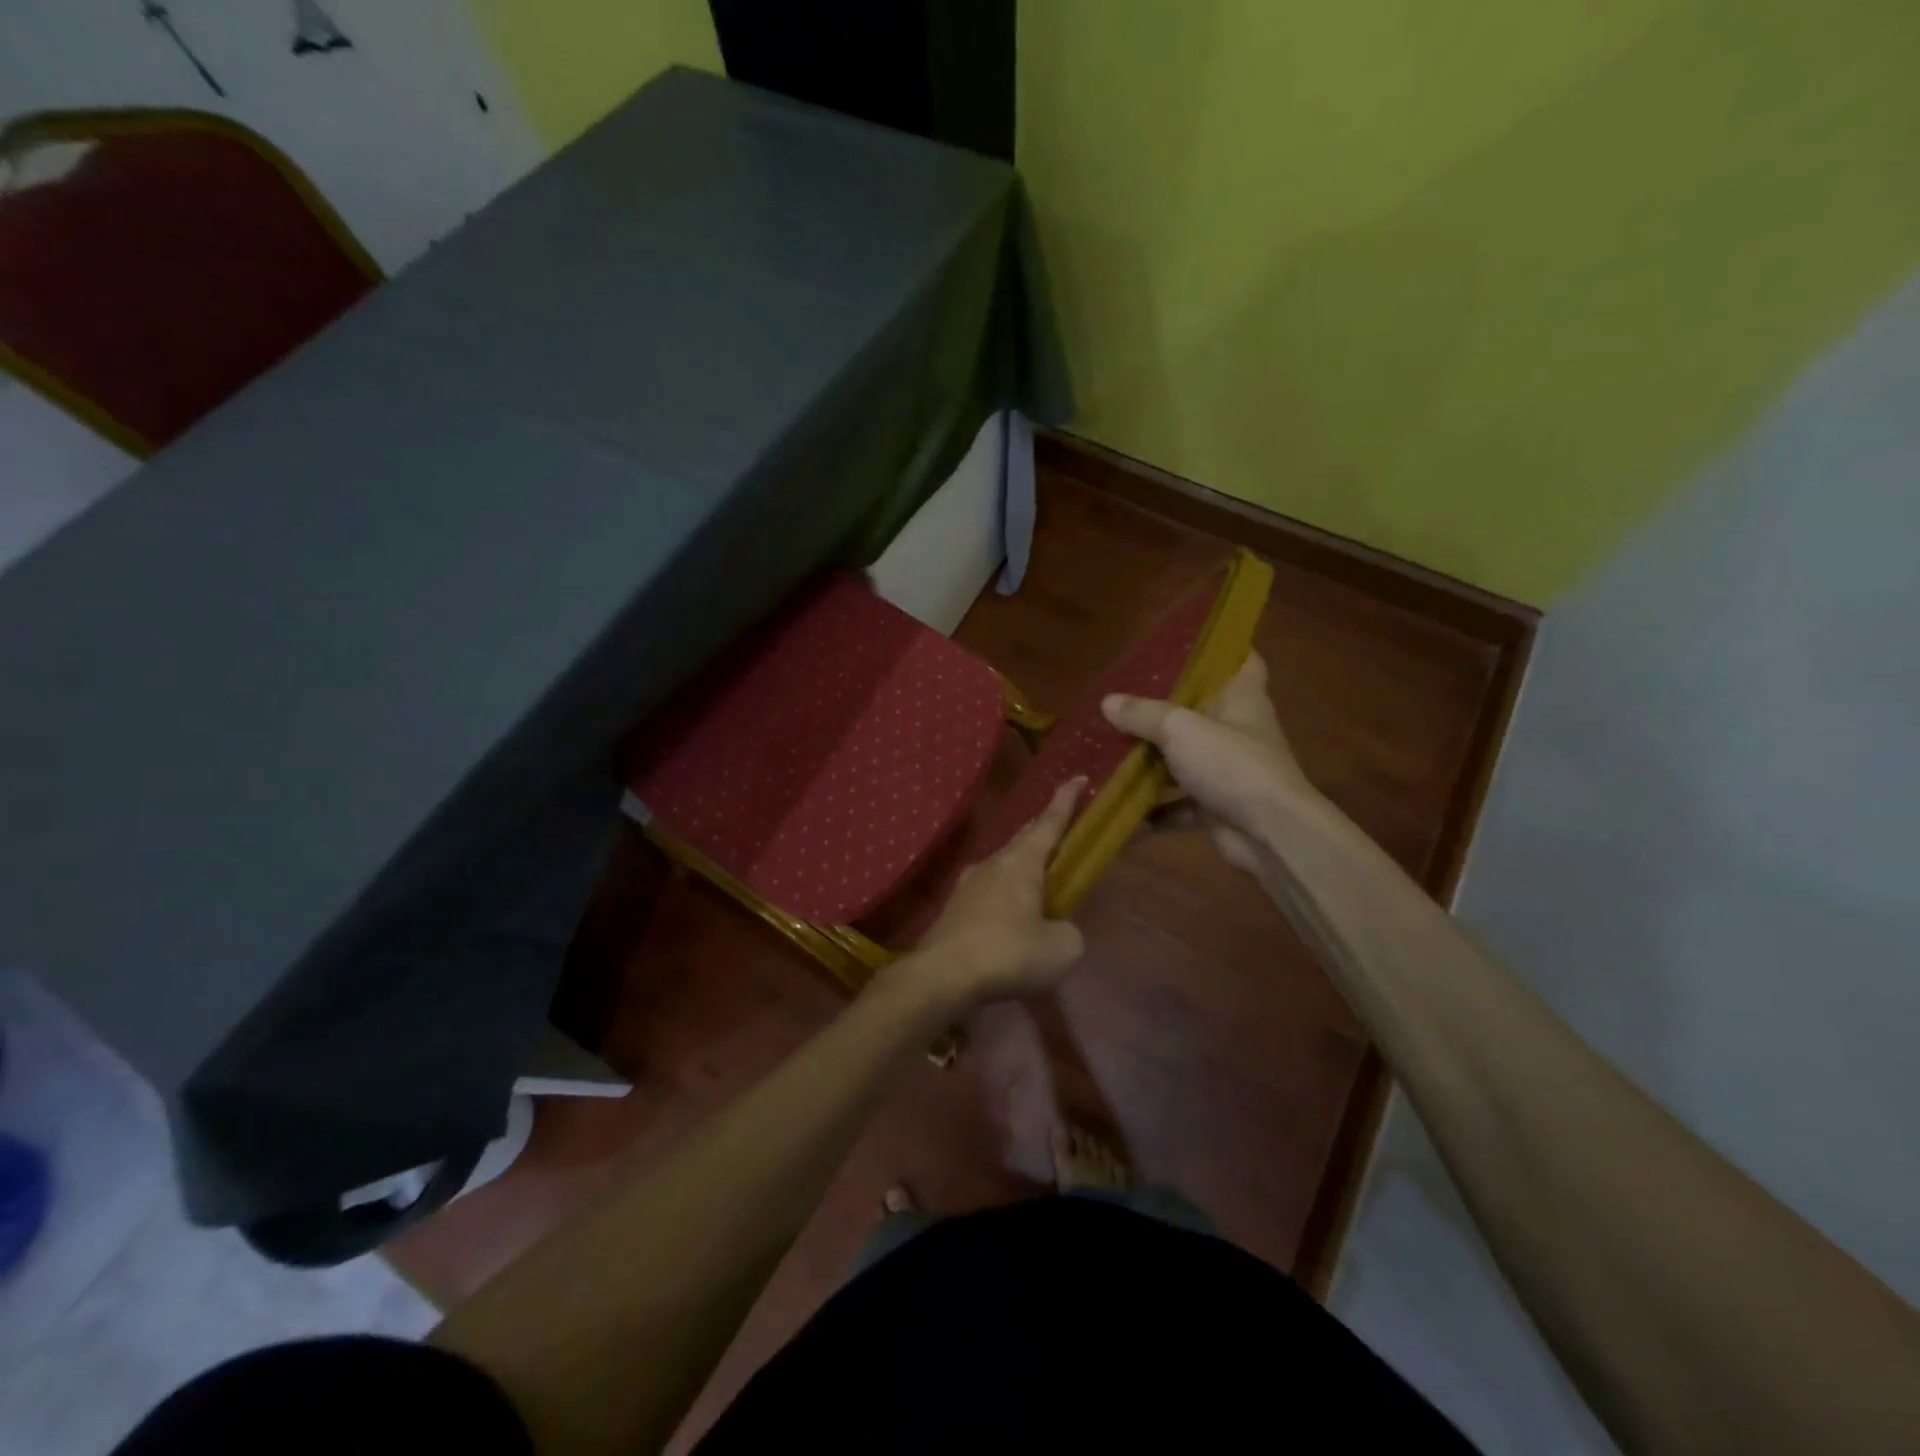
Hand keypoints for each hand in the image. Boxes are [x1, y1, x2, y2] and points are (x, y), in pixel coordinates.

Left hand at [914, 776, 1088, 1006]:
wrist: (942, 976)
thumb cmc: (1008, 953)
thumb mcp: (1061, 949)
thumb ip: (1068, 932)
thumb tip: (1056, 930)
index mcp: (1022, 863)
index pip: (1049, 822)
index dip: (1066, 800)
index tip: (1078, 776)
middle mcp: (992, 864)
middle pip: (1023, 839)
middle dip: (1042, 831)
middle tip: (1058, 829)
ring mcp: (968, 886)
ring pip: (1002, 866)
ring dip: (1021, 868)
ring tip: (1036, 882)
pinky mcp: (954, 910)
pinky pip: (987, 894)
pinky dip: (1004, 897)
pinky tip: (1008, 919)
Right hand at [1101, 653, 1313, 871]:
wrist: (1270, 835)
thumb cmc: (1231, 765)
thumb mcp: (1180, 729)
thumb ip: (1143, 714)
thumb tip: (1108, 702)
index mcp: (1241, 698)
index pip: (1242, 659)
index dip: (1219, 648)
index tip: (1185, 644)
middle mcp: (1237, 730)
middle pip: (1200, 710)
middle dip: (1163, 708)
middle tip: (1124, 699)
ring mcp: (1227, 771)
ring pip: (1184, 758)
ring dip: (1151, 761)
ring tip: (1109, 751)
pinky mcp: (1216, 807)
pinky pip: (1177, 804)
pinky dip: (1153, 810)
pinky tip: (1120, 809)